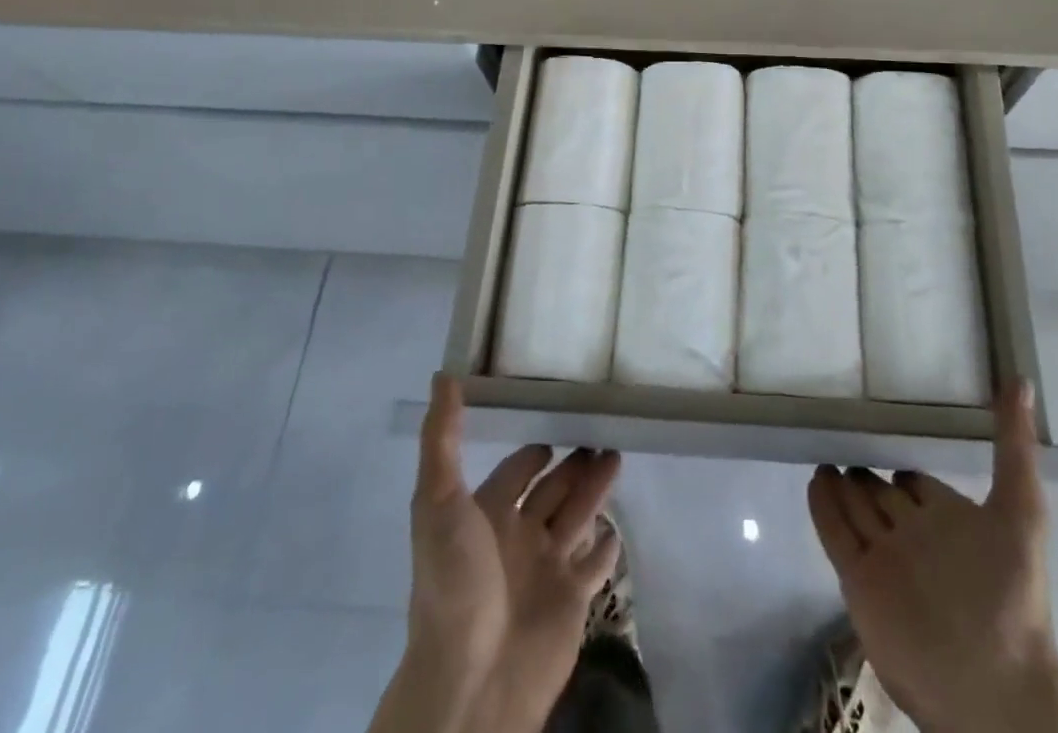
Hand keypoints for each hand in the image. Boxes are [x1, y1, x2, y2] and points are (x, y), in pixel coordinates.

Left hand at [373, 374, 620, 732]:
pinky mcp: (574, 599)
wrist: (472, 682)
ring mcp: (547, 569)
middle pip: (553, 489)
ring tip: (618, 455)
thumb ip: (443, 438)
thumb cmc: (455, 583)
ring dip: (596, 488)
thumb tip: (443, 374)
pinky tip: (618, 525)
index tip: (558, 413)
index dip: (534, 448)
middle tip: (604, 428)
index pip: (517, 470)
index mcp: (487, 515)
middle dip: (574, 463)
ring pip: (577, 516)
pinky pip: (595, 564)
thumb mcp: (438, 501)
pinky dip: (607, 545)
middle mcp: (517, 537)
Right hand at [806, 383, 1057, 732]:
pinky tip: (814, 478)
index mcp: (952, 523)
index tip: (885, 432)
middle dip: (865, 470)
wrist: (992, 687)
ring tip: (823, 450)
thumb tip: (1023, 381)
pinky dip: (823, 507)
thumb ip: (1015, 447)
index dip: (903, 465)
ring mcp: (885, 559)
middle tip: (840, 434)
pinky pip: (835, 533)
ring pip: (857, 509)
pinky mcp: (859, 582)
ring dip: (841, 482)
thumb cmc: (1010, 595)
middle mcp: (915, 536)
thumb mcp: (1021, 510)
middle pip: (883, 495)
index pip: (918, 483)